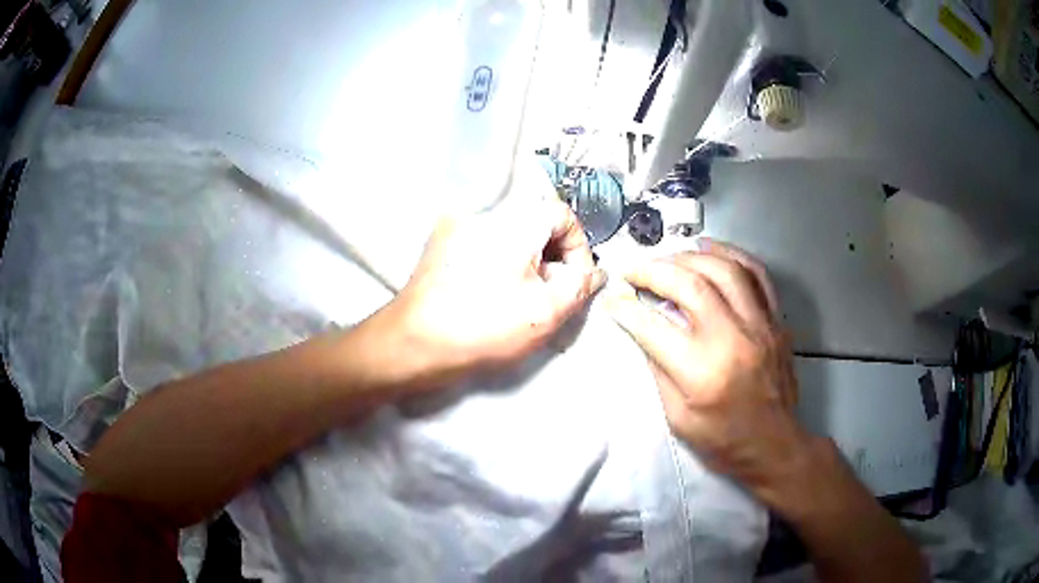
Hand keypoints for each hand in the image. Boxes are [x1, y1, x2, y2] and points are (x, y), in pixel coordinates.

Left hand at [377, 196, 605, 389]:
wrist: (413, 343)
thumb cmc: (483, 328)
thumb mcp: (545, 312)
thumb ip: (580, 286)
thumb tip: (595, 271)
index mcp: (513, 220)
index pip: (562, 214)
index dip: (578, 248)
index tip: (572, 281)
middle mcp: (483, 211)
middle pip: (535, 222)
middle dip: (552, 256)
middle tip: (549, 293)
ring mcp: (457, 224)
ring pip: (510, 233)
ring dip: (526, 260)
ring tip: (521, 297)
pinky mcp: (440, 242)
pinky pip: (485, 241)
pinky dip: (500, 260)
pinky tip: (492, 292)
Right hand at [606, 240, 809, 504]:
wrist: (774, 446)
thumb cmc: (722, 441)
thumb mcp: (677, 417)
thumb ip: (659, 368)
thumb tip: (642, 328)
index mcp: (702, 372)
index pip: (654, 327)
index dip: (626, 308)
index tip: (612, 297)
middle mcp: (733, 339)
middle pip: (690, 284)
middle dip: (653, 270)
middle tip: (633, 270)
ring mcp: (760, 325)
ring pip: (724, 268)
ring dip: (689, 257)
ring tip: (666, 259)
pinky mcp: (776, 321)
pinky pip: (756, 274)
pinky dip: (731, 254)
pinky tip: (709, 250)